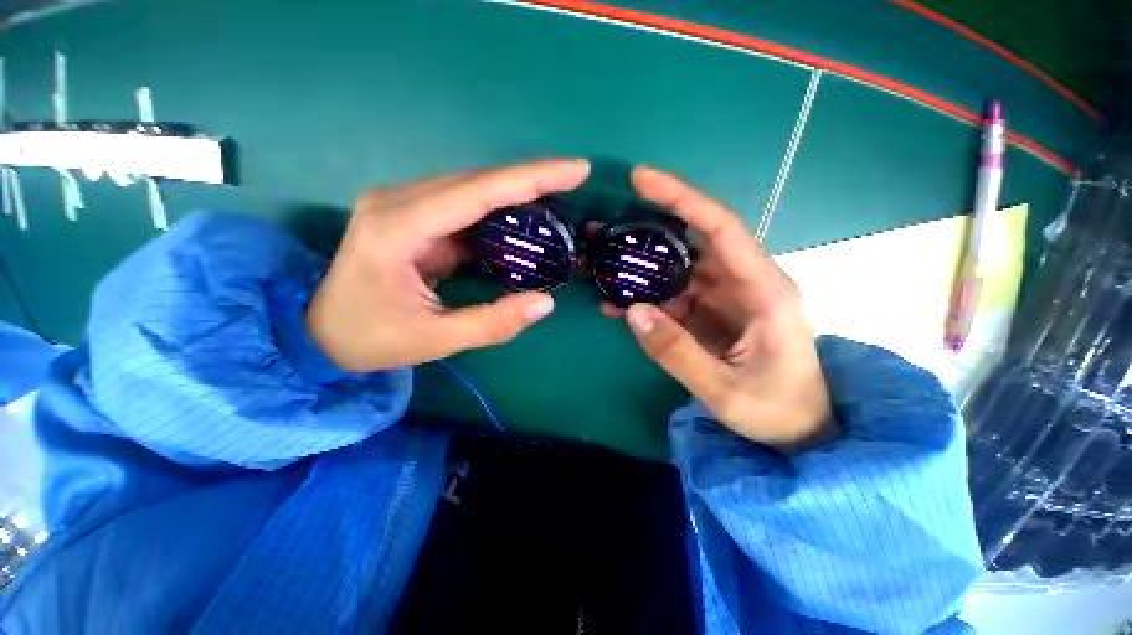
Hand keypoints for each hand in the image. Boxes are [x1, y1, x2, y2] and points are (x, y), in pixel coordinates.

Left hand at [307, 159, 590, 371]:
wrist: (320, 334)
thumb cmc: (371, 338)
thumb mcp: (436, 340)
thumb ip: (493, 323)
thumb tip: (546, 302)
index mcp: (398, 228)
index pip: (477, 192)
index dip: (531, 178)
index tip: (575, 170)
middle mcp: (398, 202)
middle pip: (477, 180)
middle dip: (531, 178)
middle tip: (574, 179)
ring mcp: (402, 205)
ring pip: (472, 187)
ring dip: (516, 191)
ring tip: (557, 196)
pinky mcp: (412, 217)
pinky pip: (463, 205)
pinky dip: (498, 209)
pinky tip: (523, 216)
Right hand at [612, 167, 835, 452]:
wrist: (799, 431)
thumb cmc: (776, 410)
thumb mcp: (724, 389)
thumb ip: (676, 351)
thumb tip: (632, 310)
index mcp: (764, 289)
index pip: (720, 227)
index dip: (681, 198)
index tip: (640, 179)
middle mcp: (745, 282)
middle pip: (693, 241)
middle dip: (648, 230)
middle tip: (603, 229)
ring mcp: (726, 297)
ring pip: (678, 268)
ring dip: (640, 266)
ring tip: (600, 264)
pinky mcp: (711, 313)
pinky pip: (673, 295)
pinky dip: (646, 297)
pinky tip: (617, 303)